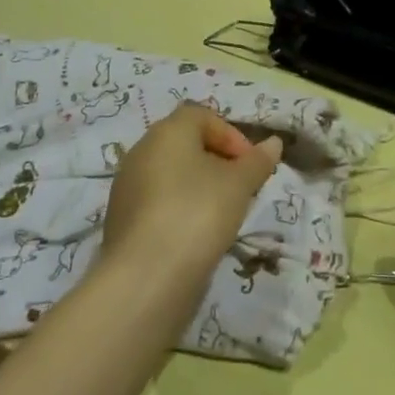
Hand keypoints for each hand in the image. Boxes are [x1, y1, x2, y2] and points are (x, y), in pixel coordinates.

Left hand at [101, 105, 281, 280]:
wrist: (146, 278)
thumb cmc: (198, 213)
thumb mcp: (239, 185)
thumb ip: (257, 161)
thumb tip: (274, 143)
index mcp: (167, 132)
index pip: (202, 116)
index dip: (231, 135)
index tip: (250, 164)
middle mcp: (141, 151)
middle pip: (185, 145)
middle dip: (217, 161)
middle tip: (240, 188)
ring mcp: (126, 187)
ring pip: (171, 175)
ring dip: (199, 187)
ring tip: (222, 214)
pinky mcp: (121, 220)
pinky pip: (158, 202)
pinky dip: (179, 209)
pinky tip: (196, 235)